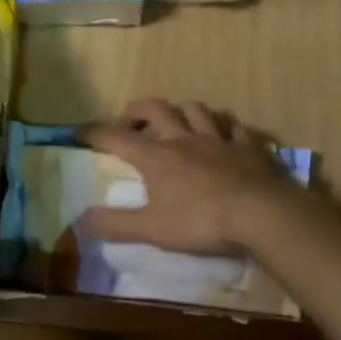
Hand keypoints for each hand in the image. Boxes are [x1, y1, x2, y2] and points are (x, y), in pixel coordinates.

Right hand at [81, 99, 310, 254]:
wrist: (261, 214)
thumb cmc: (201, 222)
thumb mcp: (152, 230)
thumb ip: (116, 225)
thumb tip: (79, 221)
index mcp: (156, 157)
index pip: (116, 137)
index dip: (95, 133)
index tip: (80, 132)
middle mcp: (183, 138)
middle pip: (156, 109)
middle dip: (138, 110)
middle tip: (130, 122)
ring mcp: (218, 139)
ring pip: (195, 110)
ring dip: (181, 111)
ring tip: (177, 122)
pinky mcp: (247, 146)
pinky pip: (234, 126)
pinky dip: (225, 126)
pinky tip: (225, 133)